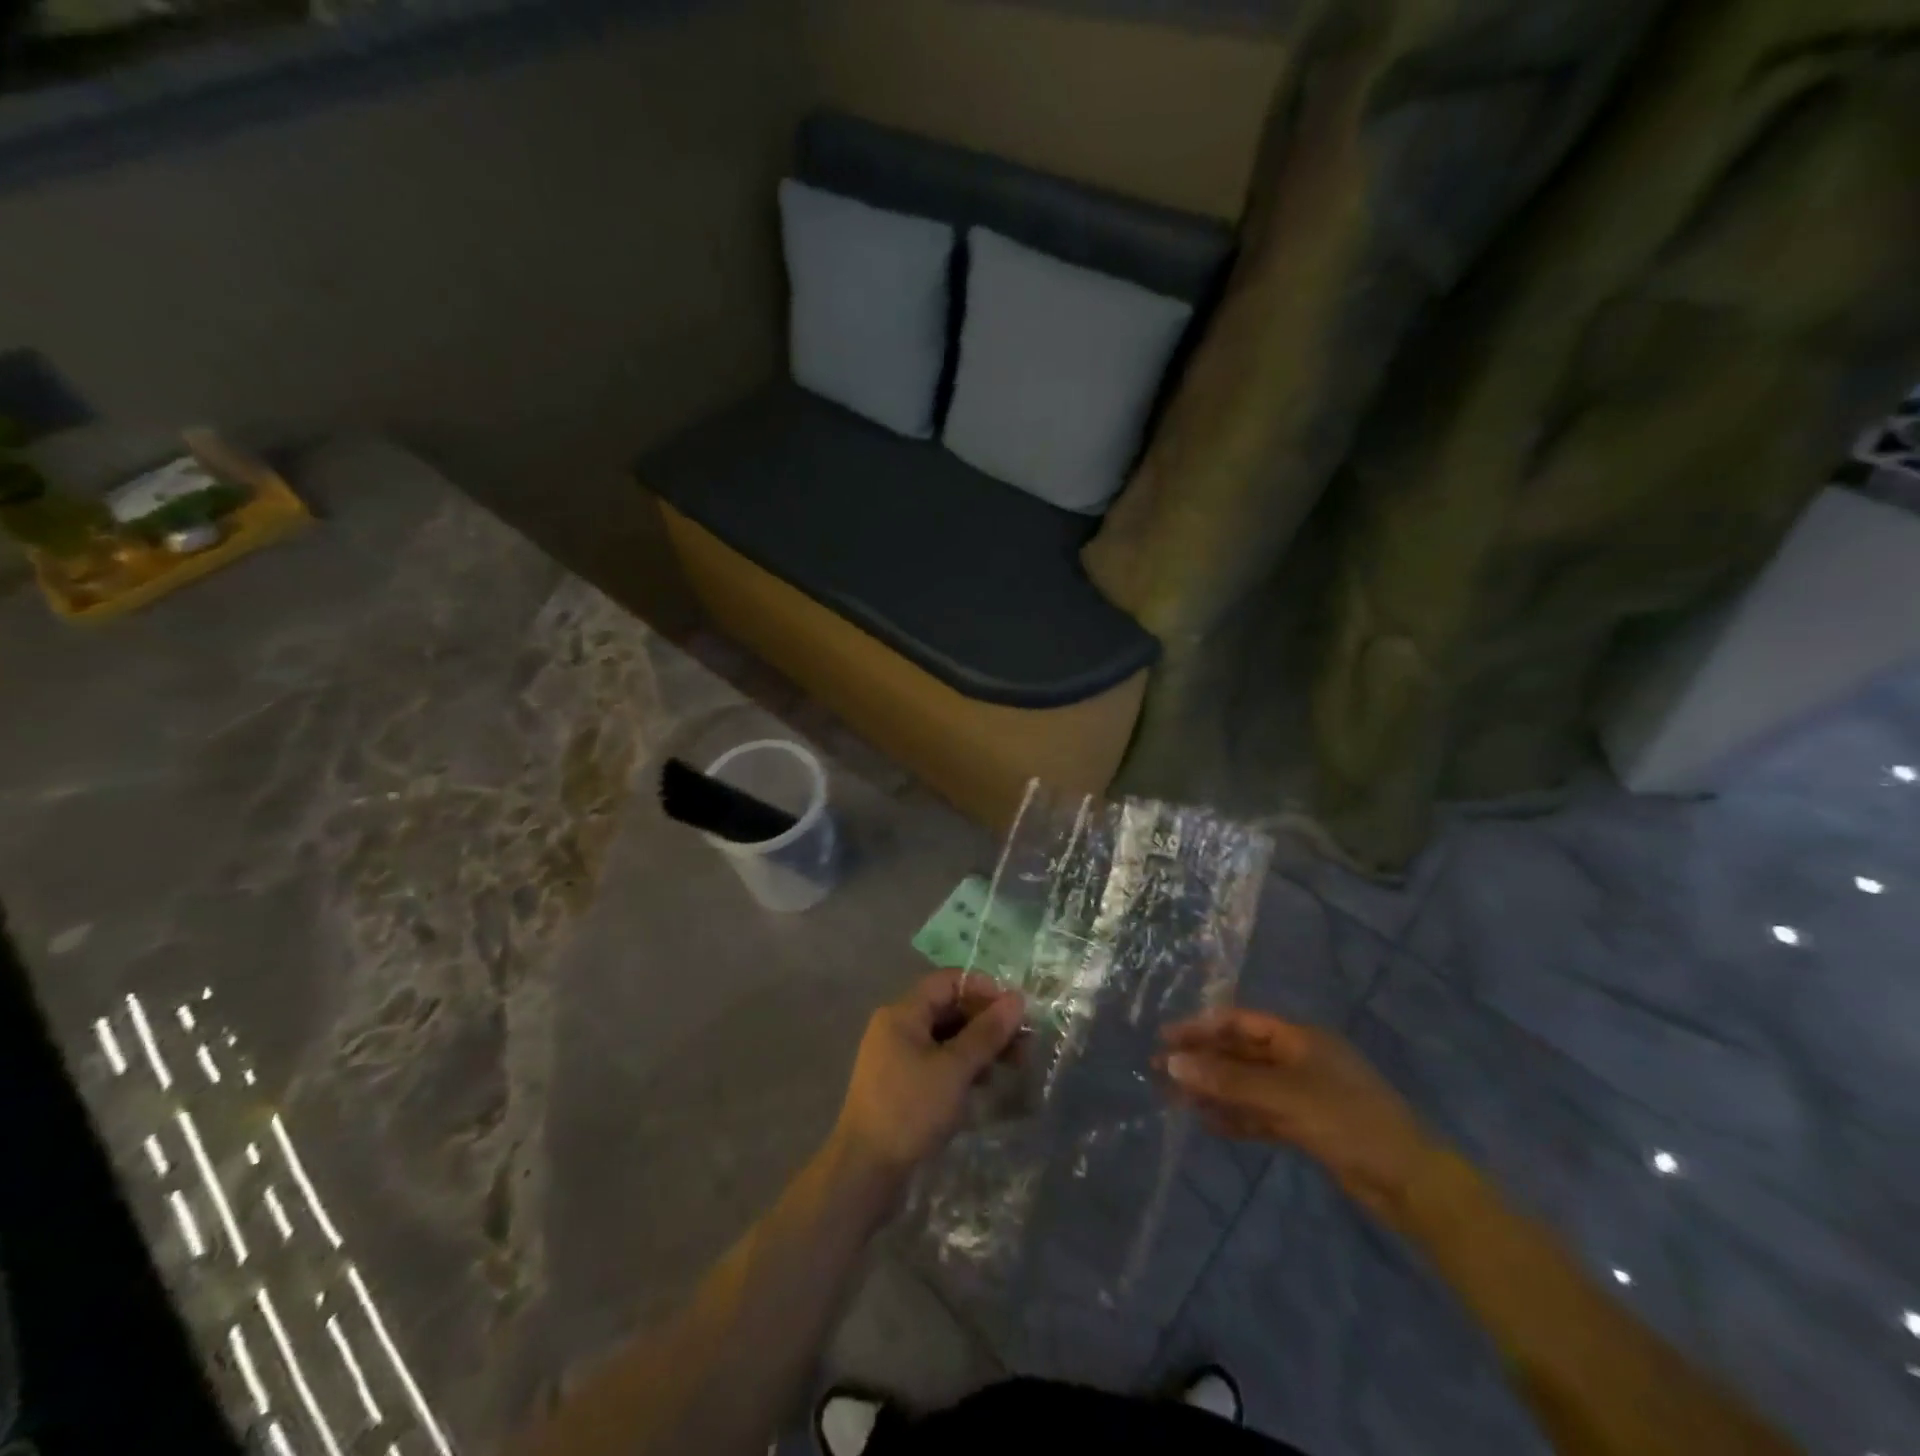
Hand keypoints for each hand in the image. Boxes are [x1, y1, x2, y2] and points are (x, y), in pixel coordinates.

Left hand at [830, 971, 1024, 1188]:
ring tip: (1013, 1065)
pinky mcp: (902, 1084)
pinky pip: (938, 1060)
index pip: (948, 981)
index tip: (1015, 1012)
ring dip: (979, 1045)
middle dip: (987, 1021)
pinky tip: (985, 1083)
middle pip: (949, 1008)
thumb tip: (1017, 998)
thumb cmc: (910, 1110)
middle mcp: (897, 1026)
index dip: (984, 990)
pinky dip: (963, 1066)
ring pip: (946, 1037)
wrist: (865, 1172)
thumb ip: (987, 1032)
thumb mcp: (954, 1069)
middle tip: (1024, 1044)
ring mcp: (897, 1056)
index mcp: (902, 1012)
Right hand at [1160, 1009, 1437, 1224]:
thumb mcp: (1283, 1096)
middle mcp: (1298, 1059)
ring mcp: (1303, 1093)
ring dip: (1214, 1089)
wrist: (1411, 1183)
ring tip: (1175, 1097)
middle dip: (1202, 1059)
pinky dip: (1235, 1116)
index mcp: (1299, 1038)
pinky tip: (1208, 1123)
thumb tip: (1173, 1063)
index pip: (1239, 1022)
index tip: (1166, 1038)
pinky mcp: (1307, 1127)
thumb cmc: (1348, 1121)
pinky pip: (1260, 1113)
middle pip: (1240, 1052)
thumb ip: (1226, 1080)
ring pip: (1247, 1085)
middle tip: (1160, 1069)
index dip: (1202, 1027)